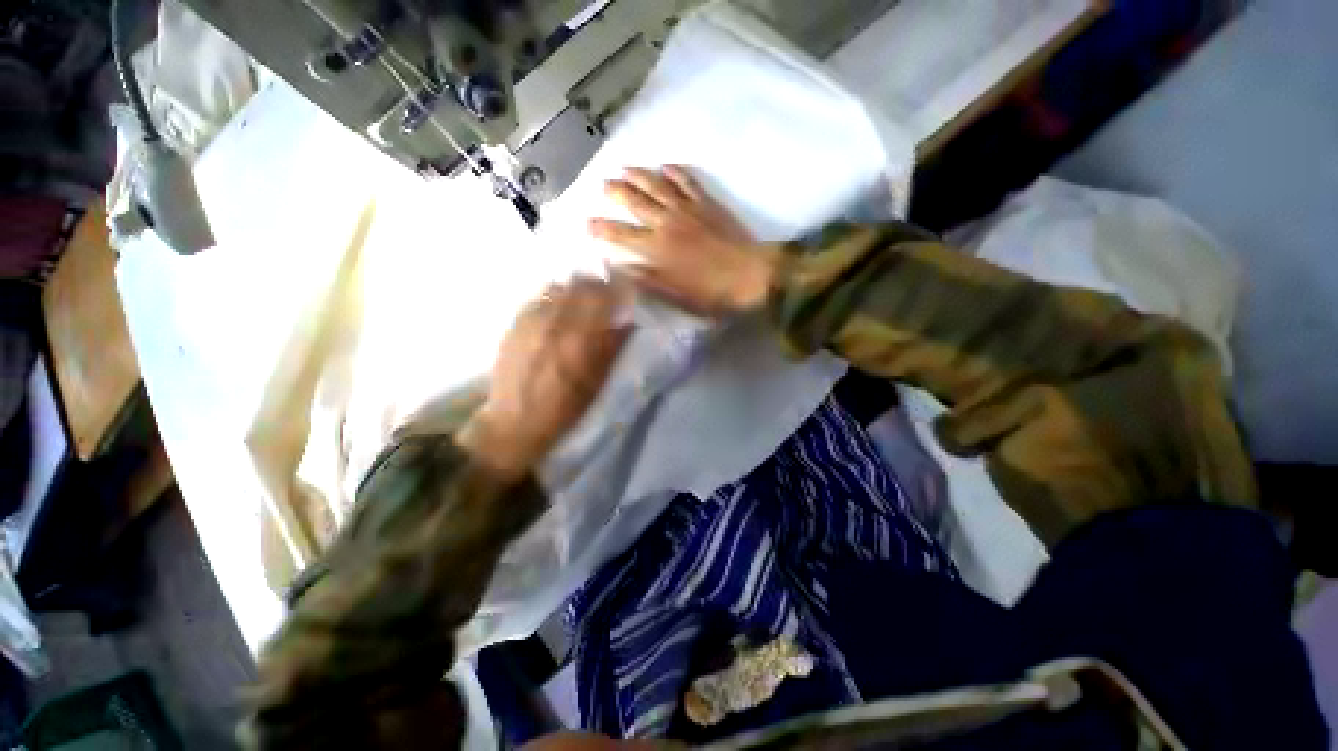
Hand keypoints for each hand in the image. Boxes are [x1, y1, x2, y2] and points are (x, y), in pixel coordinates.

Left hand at [460, 278, 630, 481]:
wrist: (515, 422)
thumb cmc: (564, 408)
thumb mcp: (596, 382)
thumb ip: (611, 347)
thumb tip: (626, 320)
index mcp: (581, 340)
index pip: (604, 297)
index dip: (618, 288)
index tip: (626, 290)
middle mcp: (556, 322)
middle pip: (581, 284)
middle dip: (598, 284)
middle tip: (605, 293)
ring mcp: (532, 320)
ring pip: (558, 285)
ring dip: (574, 288)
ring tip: (580, 299)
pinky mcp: (515, 323)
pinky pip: (538, 296)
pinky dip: (553, 296)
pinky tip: (556, 309)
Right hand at [589, 166, 779, 316]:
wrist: (752, 275)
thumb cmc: (712, 293)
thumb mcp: (676, 297)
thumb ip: (647, 281)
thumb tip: (622, 269)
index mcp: (657, 250)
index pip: (622, 236)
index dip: (603, 229)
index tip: (588, 222)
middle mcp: (667, 224)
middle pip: (636, 202)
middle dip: (616, 192)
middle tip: (603, 185)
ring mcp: (687, 209)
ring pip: (657, 185)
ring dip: (638, 175)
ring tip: (624, 167)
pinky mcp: (707, 203)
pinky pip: (687, 181)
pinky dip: (674, 171)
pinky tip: (665, 166)